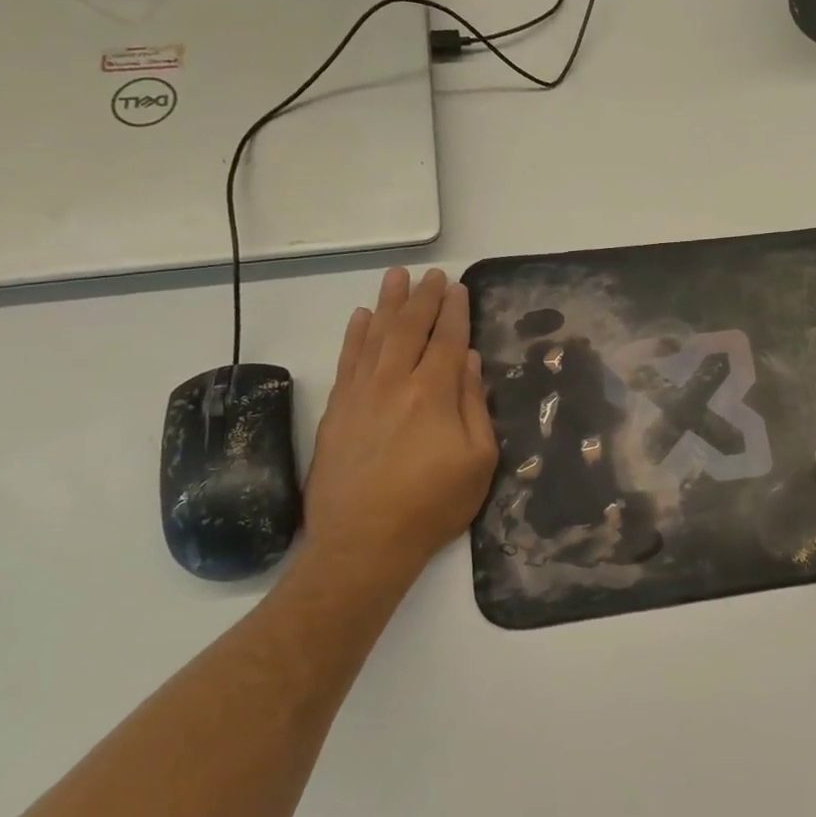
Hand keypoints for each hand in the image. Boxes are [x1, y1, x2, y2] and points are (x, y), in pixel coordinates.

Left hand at [300, 268, 498, 601]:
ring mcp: (361, 394)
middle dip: (424, 298)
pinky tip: (362, 317)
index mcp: (435, 394)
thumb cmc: (433, 505)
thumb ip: (475, 406)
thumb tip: (470, 363)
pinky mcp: (337, 409)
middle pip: (410, 329)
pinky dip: (355, 335)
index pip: (448, 341)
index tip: (459, 288)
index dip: (455, 312)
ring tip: (397, 277)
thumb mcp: (478, 461)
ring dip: (389, 303)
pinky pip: (347, 359)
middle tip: (432, 274)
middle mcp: (395, 383)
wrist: (363, 542)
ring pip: (376, 335)